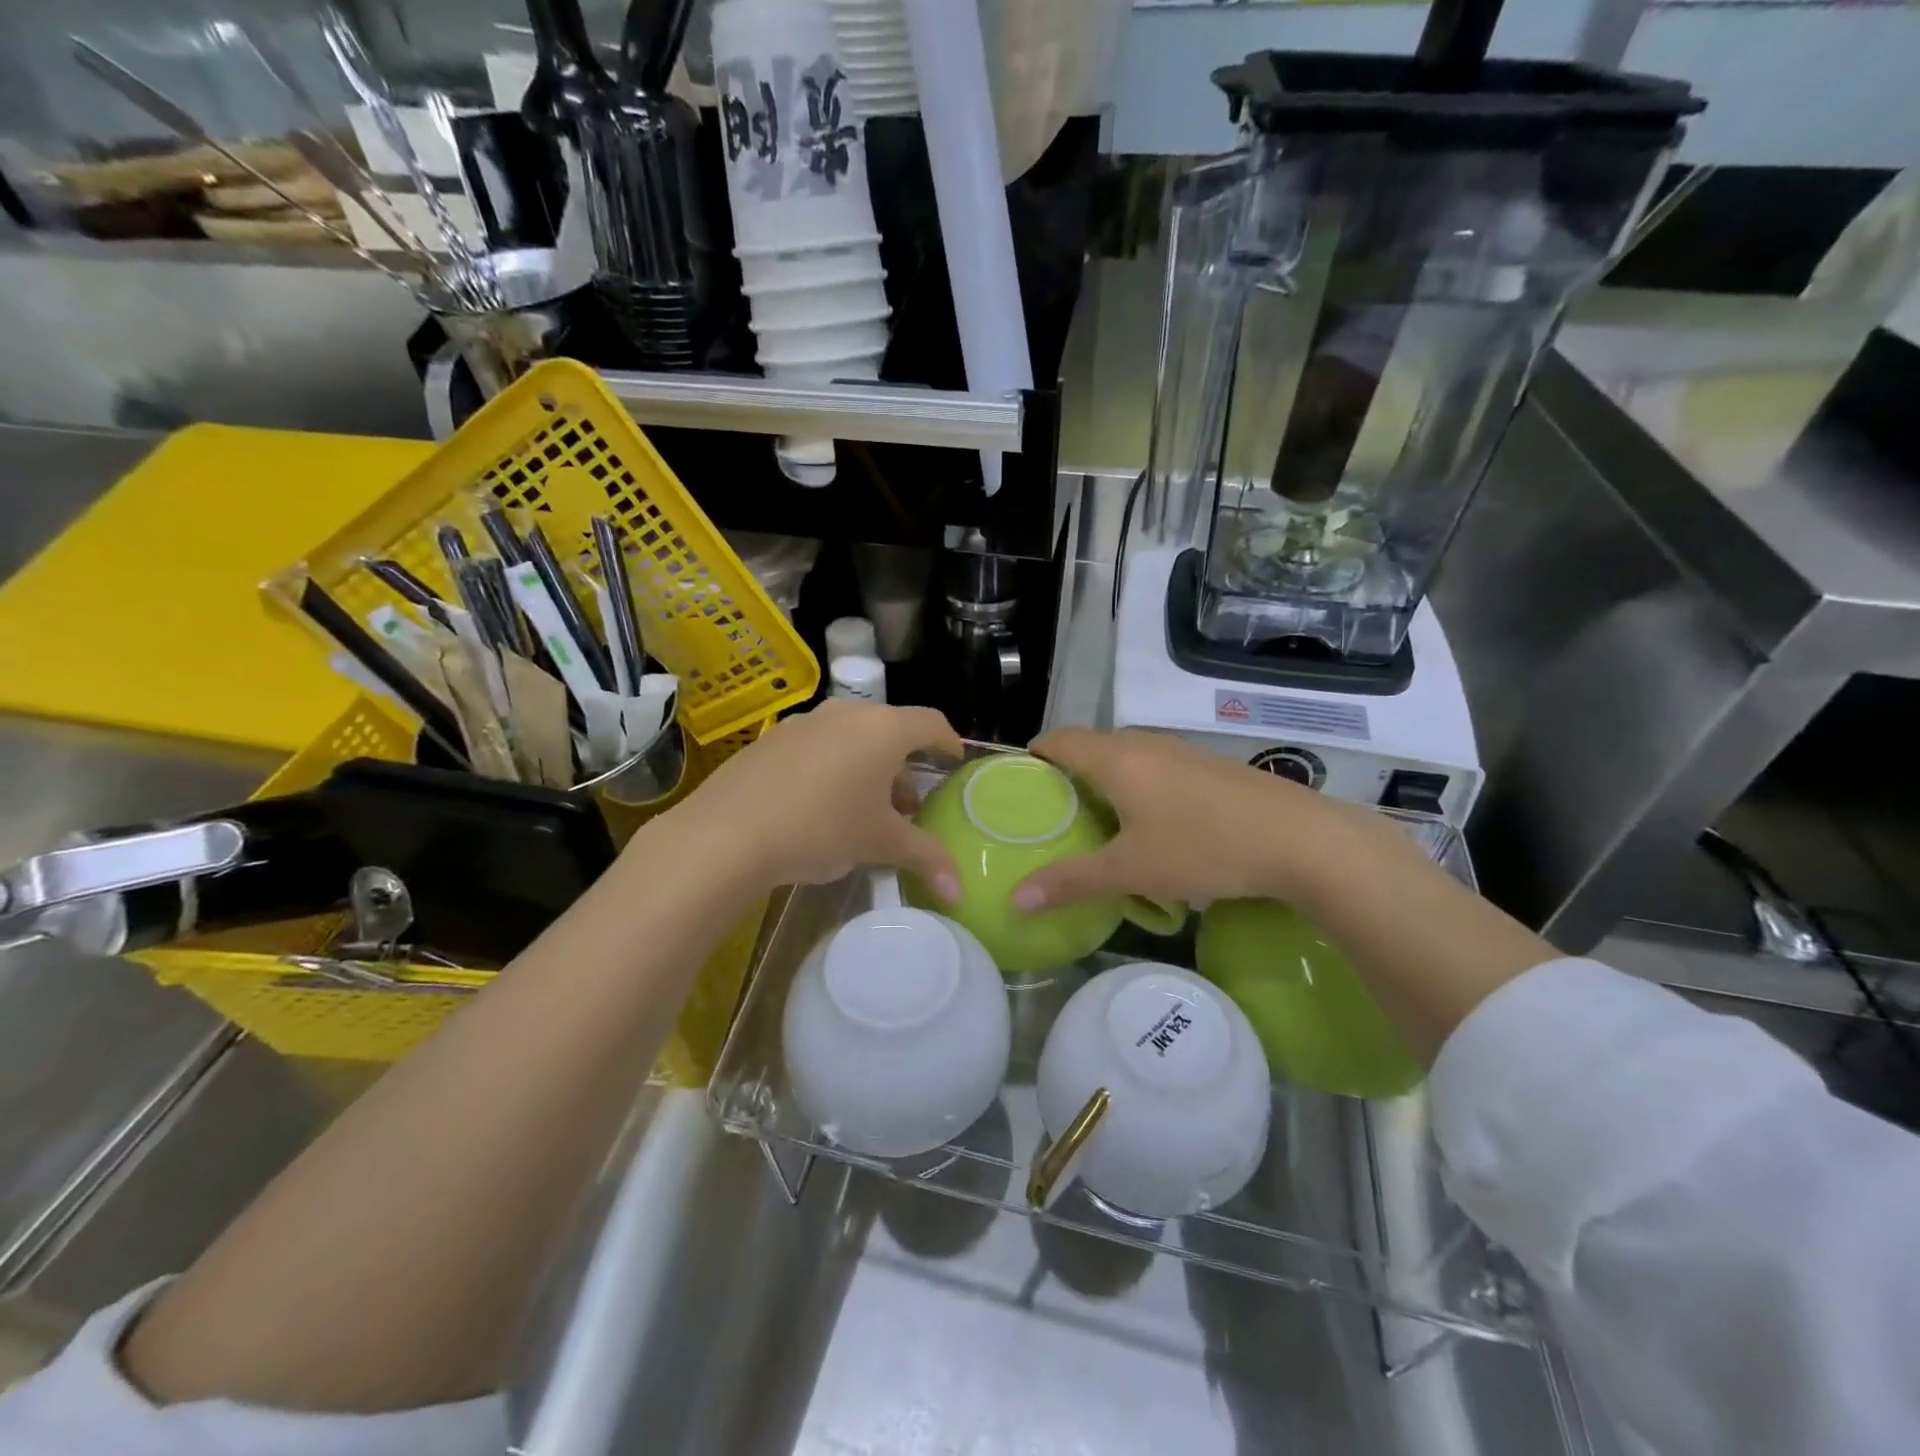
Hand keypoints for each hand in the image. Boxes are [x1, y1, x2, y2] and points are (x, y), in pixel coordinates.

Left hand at [659, 699, 965, 899]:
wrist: (728, 833)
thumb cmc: (822, 828)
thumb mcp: (880, 843)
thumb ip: (926, 858)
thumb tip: (960, 892)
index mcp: (883, 729)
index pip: (931, 724)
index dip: (948, 743)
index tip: (953, 763)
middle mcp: (847, 714)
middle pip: (890, 730)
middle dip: (904, 764)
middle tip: (908, 804)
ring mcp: (805, 722)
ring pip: (852, 737)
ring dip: (868, 766)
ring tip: (865, 808)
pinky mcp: (773, 738)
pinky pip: (818, 745)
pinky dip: (833, 766)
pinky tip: (820, 805)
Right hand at [1010, 727, 1410, 913]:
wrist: (1302, 840)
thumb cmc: (1204, 848)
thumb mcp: (1131, 871)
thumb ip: (1071, 882)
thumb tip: (1016, 900)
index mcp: (1117, 759)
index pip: (1061, 739)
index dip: (1036, 753)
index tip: (1019, 780)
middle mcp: (1147, 744)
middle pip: (1093, 744)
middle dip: (1068, 768)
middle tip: (1053, 808)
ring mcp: (1184, 751)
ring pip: (1129, 753)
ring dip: (1106, 775)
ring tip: (1096, 815)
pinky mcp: (1211, 766)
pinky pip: (1158, 764)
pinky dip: (1138, 781)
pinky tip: (1151, 819)